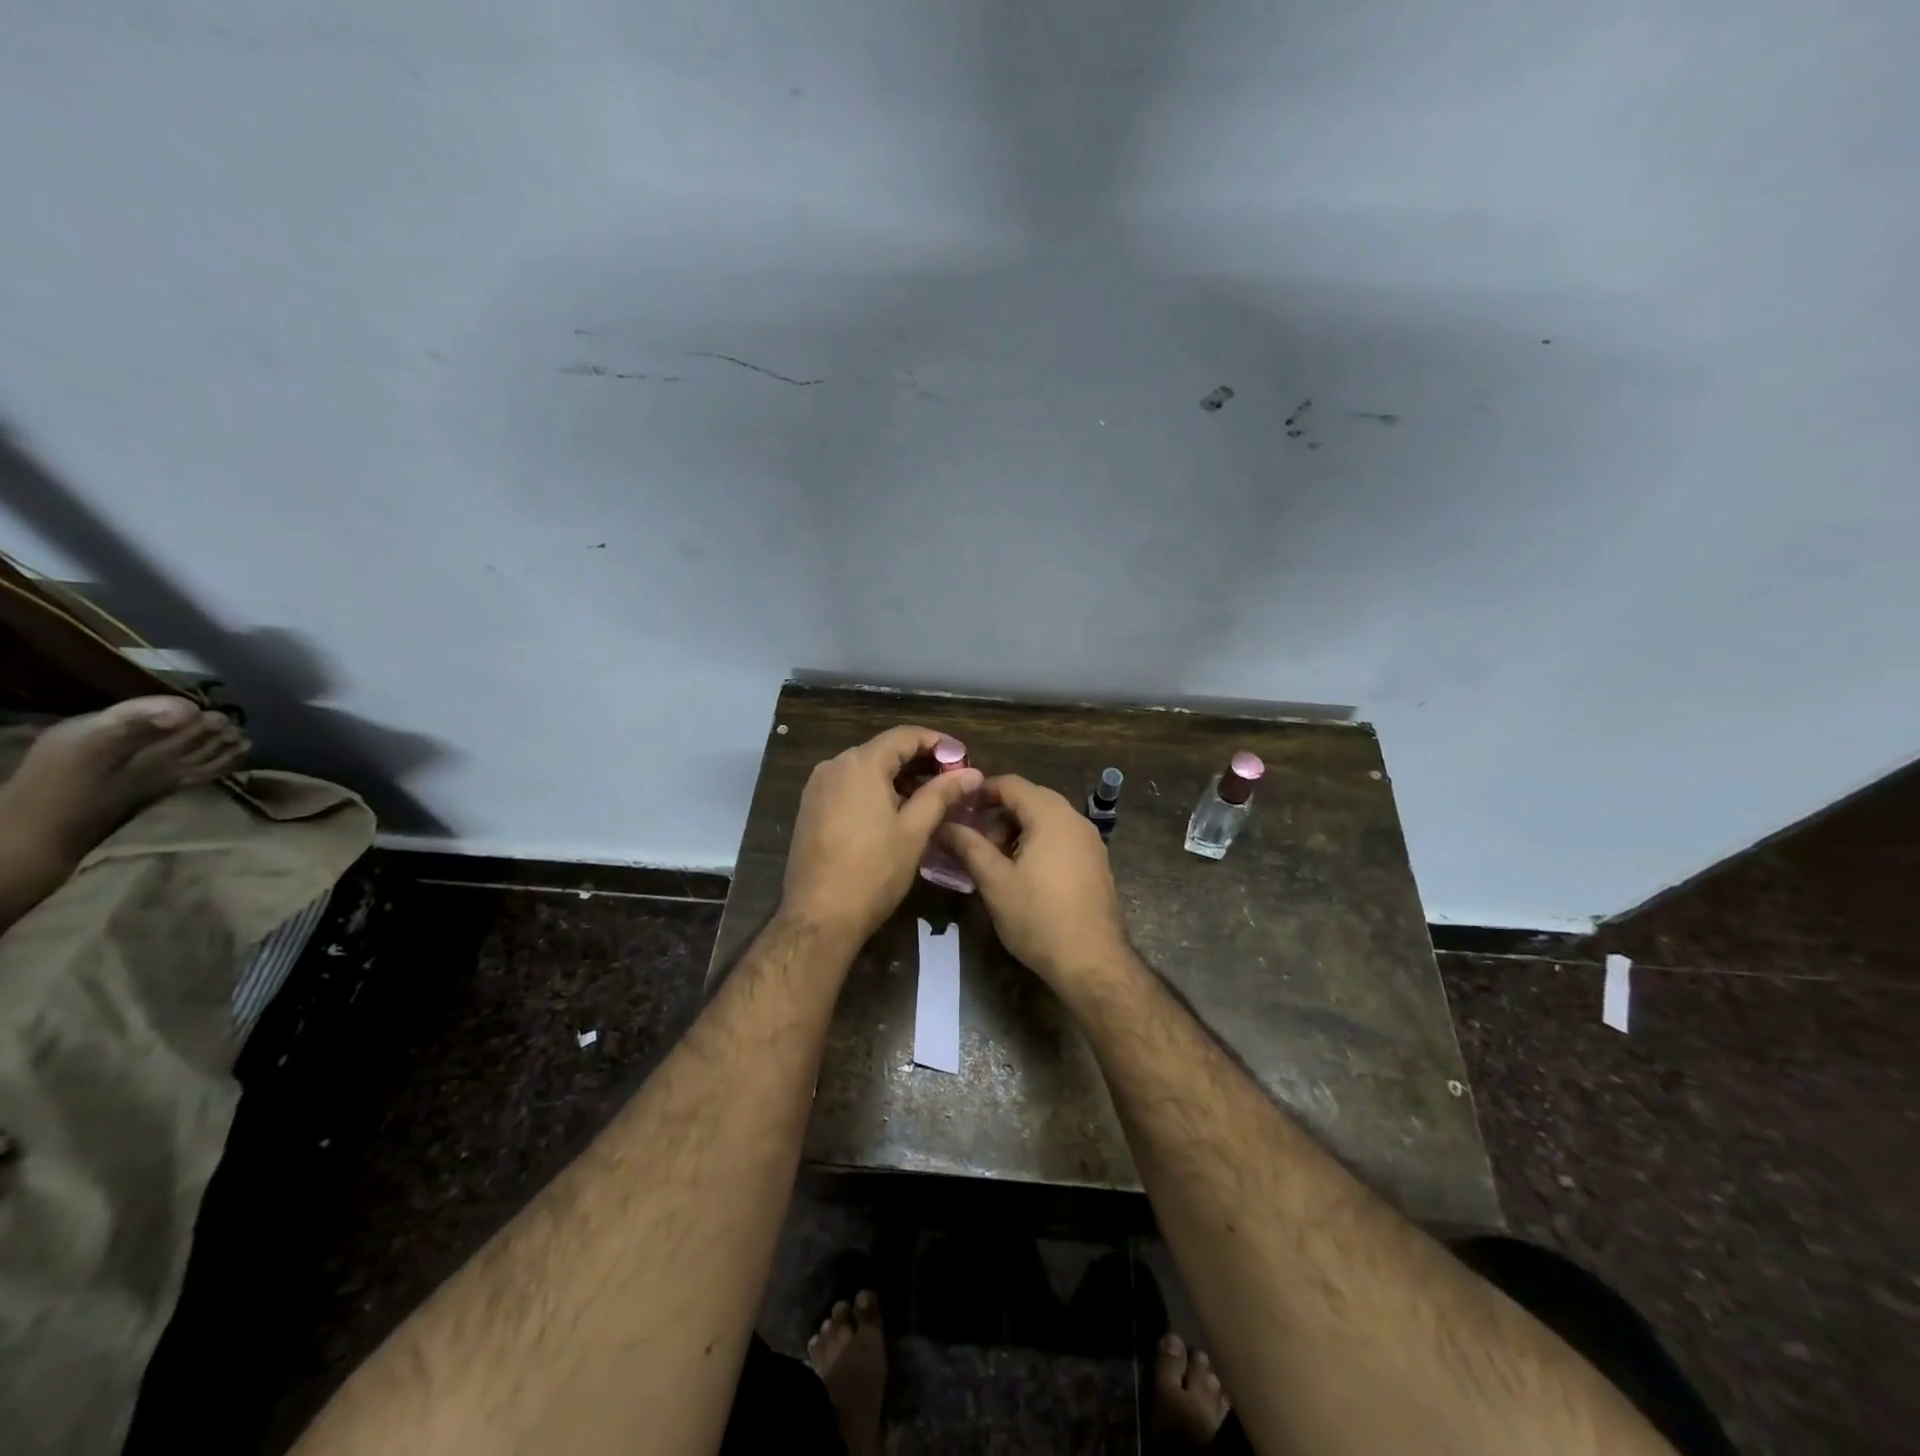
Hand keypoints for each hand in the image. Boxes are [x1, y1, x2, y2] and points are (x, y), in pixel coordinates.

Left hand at [781, 725, 983, 946]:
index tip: (964, 759)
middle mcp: (834, 766)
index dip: (938, 743)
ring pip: (866, 769)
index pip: (905, 736)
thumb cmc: (873, 872)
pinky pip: (849, 787)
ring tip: (930, 799)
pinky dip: (876, 791)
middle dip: (920, 761)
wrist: (818, 917)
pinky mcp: (810, 809)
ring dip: (899, 777)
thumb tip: (973, 773)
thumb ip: (942, 794)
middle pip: (884, 750)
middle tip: (952, 781)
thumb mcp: (914, 831)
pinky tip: (896, 812)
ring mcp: (817, 788)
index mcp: (860, 764)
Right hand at [940, 774, 1129, 987]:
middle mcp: (1075, 819)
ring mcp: (1090, 840)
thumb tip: (944, 825)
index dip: (981, 792)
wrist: (1092, 962)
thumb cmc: (1038, 918)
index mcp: (1050, 815)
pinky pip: (1062, 837)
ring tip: (996, 861)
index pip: (1011, 784)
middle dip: (999, 814)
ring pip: (1047, 819)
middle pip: (1030, 798)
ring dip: (1018, 830)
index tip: (958, 810)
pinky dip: (1038, 842)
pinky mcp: (1096, 862)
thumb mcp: (995, 881)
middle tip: (975, 841)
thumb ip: (969, 846)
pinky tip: (1024, 873)